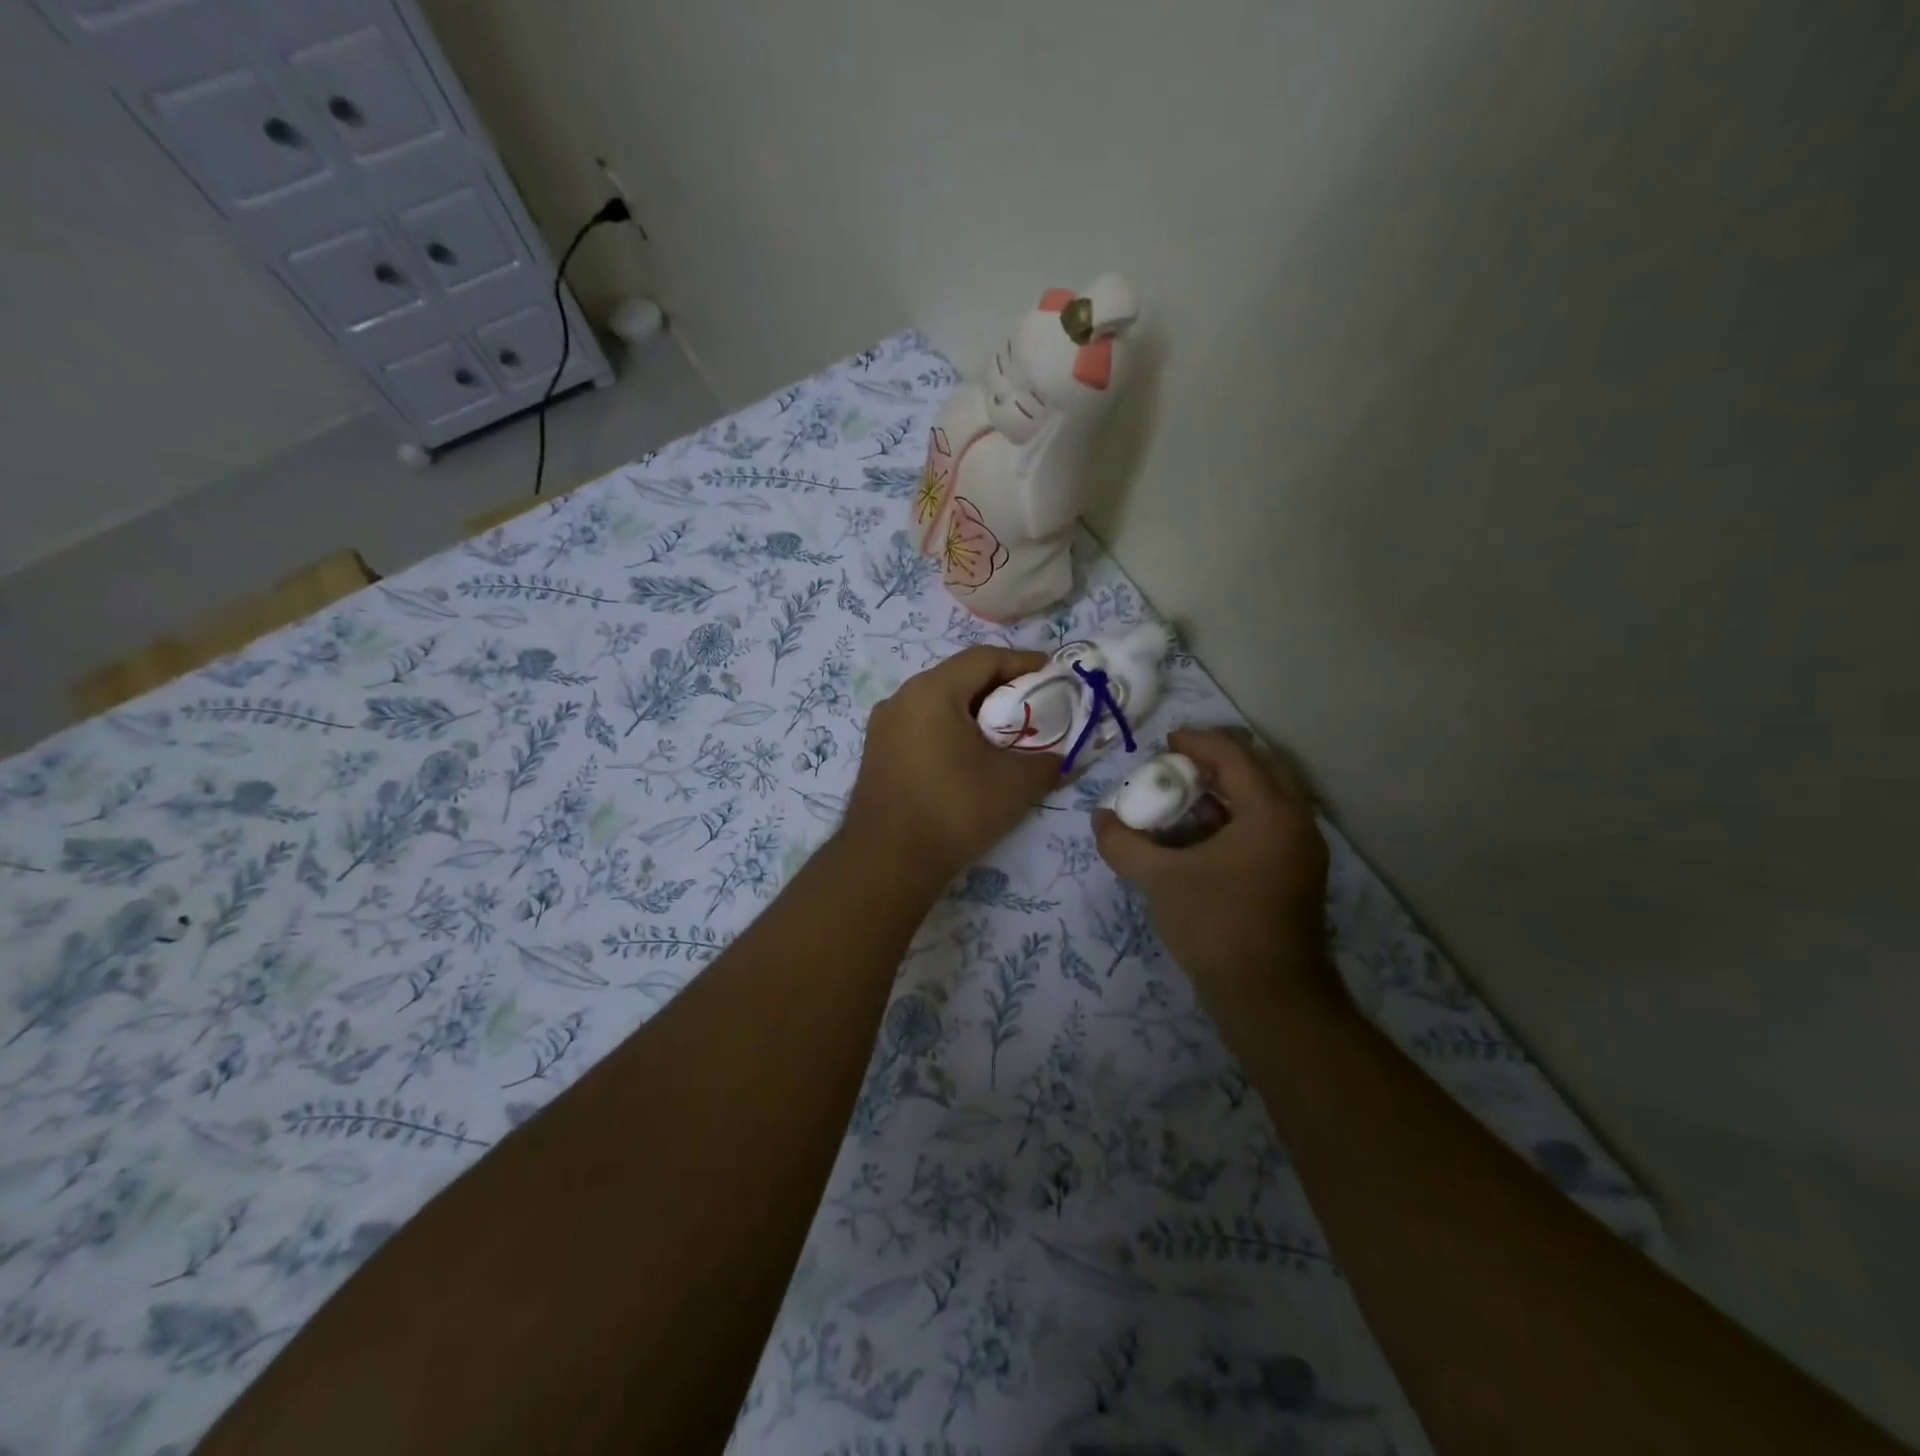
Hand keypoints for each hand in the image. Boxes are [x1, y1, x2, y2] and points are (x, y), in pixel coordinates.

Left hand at [843, 646, 1061, 888]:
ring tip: (1008, 732)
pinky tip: (973, 755)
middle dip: (1002, 688)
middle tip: (1036, 705)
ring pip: (940, 702)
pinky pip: (923, 725)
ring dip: (977, 711)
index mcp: (932, 691)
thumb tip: (1066, 758)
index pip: (985, 658)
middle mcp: (902, 698)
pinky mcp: (878, 752)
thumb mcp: (1014, 784)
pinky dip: (953, 729)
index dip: (1024, 663)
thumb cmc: (953, 810)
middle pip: (960, 677)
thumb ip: (1048, 762)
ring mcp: (884, 725)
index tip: (1054, 676)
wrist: (887, 862)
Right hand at [1092, 726, 1332, 995]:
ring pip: (1267, 798)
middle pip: (1260, 767)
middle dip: (1217, 760)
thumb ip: (1124, 843)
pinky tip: (1202, 837)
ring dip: (1228, 789)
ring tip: (1185, 799)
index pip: (1234, 755)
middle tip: (1178, 765)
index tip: (1164, 743)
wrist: (1270, 998)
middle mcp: (1296, 822)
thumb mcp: (1159, 880)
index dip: (1196, 741)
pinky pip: (1269, 825)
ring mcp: (1302, 850)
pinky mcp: (1298, 874)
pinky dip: (1238, 816)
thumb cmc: (1216, 926)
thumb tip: (1100, 818)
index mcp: (1270, 813)